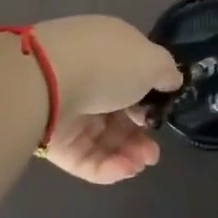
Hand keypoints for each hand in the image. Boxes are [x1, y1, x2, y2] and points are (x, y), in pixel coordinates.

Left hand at [32, 15, 182, 186]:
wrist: (46, 81)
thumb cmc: (107, 64)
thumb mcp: (151, 60)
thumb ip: (165, 72)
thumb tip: (171, 79)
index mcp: (108, 48)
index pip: (133, 72)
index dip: (151, 94)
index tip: (163, 110)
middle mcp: (88, 76)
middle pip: (120, 109)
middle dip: (141, 132)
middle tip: (154, 149)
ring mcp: (70, 108)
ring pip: (104, 137)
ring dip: (129, 152)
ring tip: (143, 162)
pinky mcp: (55, 140)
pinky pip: (87, 157)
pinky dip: (108, 166)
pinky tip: (127, 169)